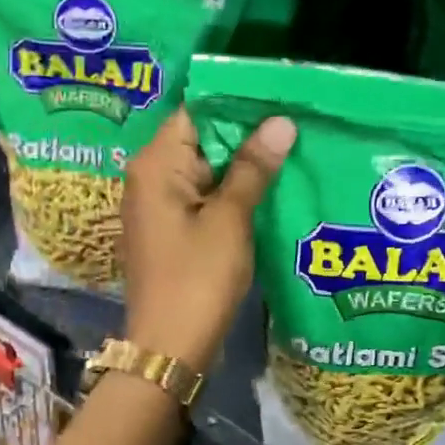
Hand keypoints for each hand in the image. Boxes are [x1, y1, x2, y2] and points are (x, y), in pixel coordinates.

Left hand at [121, 109, 295, 371]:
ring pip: (204, 170)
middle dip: (244, 134)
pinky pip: (202, 198)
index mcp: (156, 165)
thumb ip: (253, 168)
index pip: (195, 112)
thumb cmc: (198, 279)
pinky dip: (230, 193)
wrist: (170, 347)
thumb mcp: (230, 220)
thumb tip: (280, 122)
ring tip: (291, 150)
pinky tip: (268, 190)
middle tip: (294, 122)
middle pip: (200, 139)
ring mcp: (158, 206)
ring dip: (241, 165)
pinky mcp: (170, 231)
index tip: (278, 97)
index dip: (236, 103)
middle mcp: (149, 178)